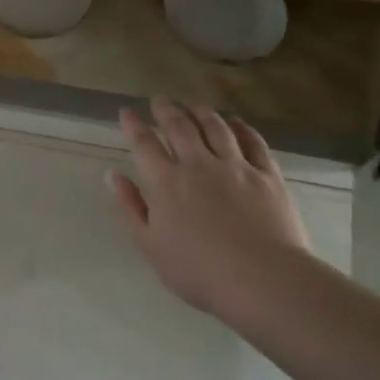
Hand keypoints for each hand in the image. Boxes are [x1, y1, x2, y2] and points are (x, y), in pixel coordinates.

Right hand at [107, 99, 314, 323]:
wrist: (262, 280)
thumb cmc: (198, 271)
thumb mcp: (150, 246)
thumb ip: (130, 207)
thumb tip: (112, 176)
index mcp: (166, 182)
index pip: (144, 143)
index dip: (134, 125)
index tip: (126, 111)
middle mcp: (199, 164)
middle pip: (180, 127)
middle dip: (167, 110)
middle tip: (160, 100)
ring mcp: (236, 167)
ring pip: (216, 128)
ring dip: (202, 112)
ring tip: (194, 105)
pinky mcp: (267, 175)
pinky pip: (254, 142)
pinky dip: (242, 128)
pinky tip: (236, 123)